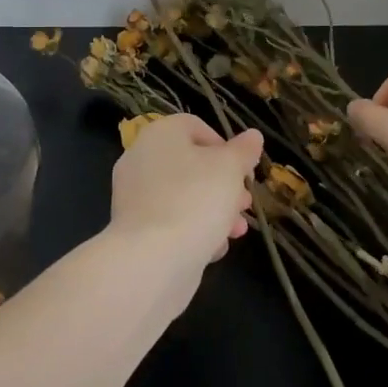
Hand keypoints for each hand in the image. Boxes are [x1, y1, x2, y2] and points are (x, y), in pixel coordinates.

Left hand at [109, 114, 263, 265]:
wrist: (152, 259)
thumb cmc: (196, 200)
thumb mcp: (230, 169)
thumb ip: (243, 151)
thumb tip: (253, 136)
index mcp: (160, 134)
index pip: (194, 127)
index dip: (224, 145)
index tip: (243, 170)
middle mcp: (141, 159)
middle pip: (191, 164)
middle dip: (224, 184)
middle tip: (245, 203)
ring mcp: (134, 196)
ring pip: (183, 195)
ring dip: (214, 210)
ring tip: (236, 231)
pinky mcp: (135, 229)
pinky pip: (170, 221)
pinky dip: (192, 230)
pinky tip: (213, 248)